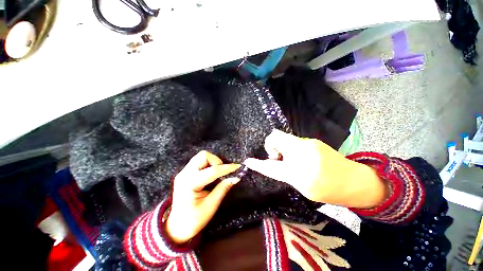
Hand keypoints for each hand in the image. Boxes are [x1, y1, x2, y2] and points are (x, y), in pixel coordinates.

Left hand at [166, 151, 240, 243]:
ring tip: (218, 173)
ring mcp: (183, 172)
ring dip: (213, 162)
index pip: (212, 171)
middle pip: (203, 156)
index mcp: (190, 184)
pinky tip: (211, 174)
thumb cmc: (194, 220)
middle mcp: (185, 174)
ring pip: (201, 156)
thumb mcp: (211, 206)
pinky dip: (208, 164)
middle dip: (216, 161)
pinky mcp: (185, 172)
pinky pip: (199, 161)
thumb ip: (223, 188)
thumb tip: (235, 177)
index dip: (227, 168)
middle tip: (223, 172)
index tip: (237, 167)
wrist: (177, 226)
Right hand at [244, 130, 388, 208]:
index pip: (271, 166)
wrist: (355, 181)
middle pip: (275, 137)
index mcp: (300, 173)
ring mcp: (309, 143)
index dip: (258, 164)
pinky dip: (290, 148)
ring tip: (289, 158)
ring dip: (281, 148)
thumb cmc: (329, 190)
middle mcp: (302, 153)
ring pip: (284, 138)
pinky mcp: (313, 140)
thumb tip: (272, 163)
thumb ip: (285, 174)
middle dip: (271, 146)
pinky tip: (298, 156)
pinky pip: (293, 141)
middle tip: (276, 157)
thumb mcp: (303, 188)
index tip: (248, 161)